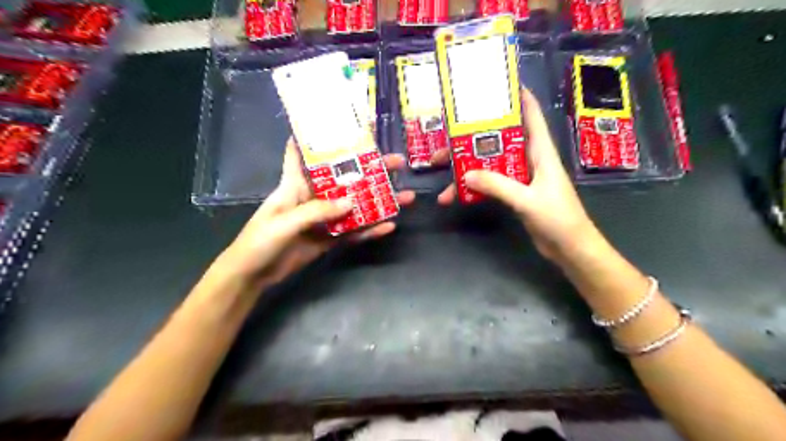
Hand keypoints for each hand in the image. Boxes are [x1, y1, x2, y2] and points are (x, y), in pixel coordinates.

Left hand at [214, 138, 410, 289]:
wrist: (252, 276)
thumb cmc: (259, 242)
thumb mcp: (284, 223)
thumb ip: (316, 212)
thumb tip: (351, 202)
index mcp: (295, 185)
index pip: (303, 153)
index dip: (317, 137)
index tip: (343, 123)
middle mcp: (313, 197)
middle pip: (344, 179)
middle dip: (370, 169)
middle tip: (396, 163)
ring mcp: (324, 219)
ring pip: (355, 206)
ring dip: (378, 201)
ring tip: (405, 196)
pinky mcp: (330, 239)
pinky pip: (353, 232)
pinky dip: (370, 230)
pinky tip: (390, 226)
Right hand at [429, 90, 596, 261]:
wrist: (570, 248)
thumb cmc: (558, 218)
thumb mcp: (527, 200)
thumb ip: (497, 185)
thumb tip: (465, 174)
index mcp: (541, 152)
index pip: (531, 116)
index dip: (518, 98)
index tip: (496, 85)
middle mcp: (530, 159)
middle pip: (499, 141)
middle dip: (473, 140)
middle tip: (446, 141)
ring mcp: (521, 177)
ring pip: (490, 164)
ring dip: (467, 168)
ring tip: (441, 174)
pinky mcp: (515, 194)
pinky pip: (491, 184)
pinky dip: (474, 188)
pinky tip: (455, 195)